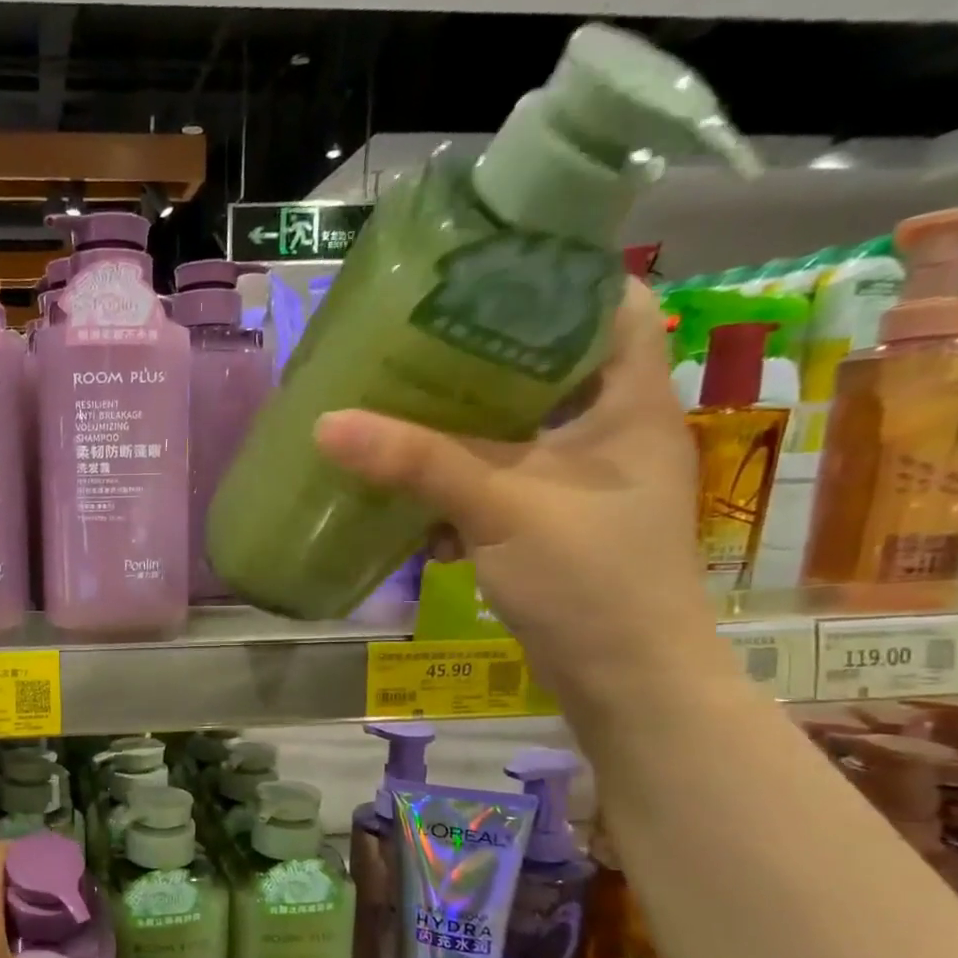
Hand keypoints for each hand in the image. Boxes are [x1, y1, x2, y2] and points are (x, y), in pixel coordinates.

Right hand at [312, 280, 716, 703]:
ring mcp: (580, 482)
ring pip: (514, 432)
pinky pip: (497, 484)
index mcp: (629, 401)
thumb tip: (328, 422)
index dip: (556, 280)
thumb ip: (419, 463)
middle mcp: (610, 431)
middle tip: (413, 342)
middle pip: (546, 368)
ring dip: (460, 428)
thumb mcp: (503, 508)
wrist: (625, 682)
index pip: (611, 306)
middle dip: (481, 357)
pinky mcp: (550, 525)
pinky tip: (411, 495)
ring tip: (397, 408)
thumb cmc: (592, 579)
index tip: (480, 275)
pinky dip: (458, 485)